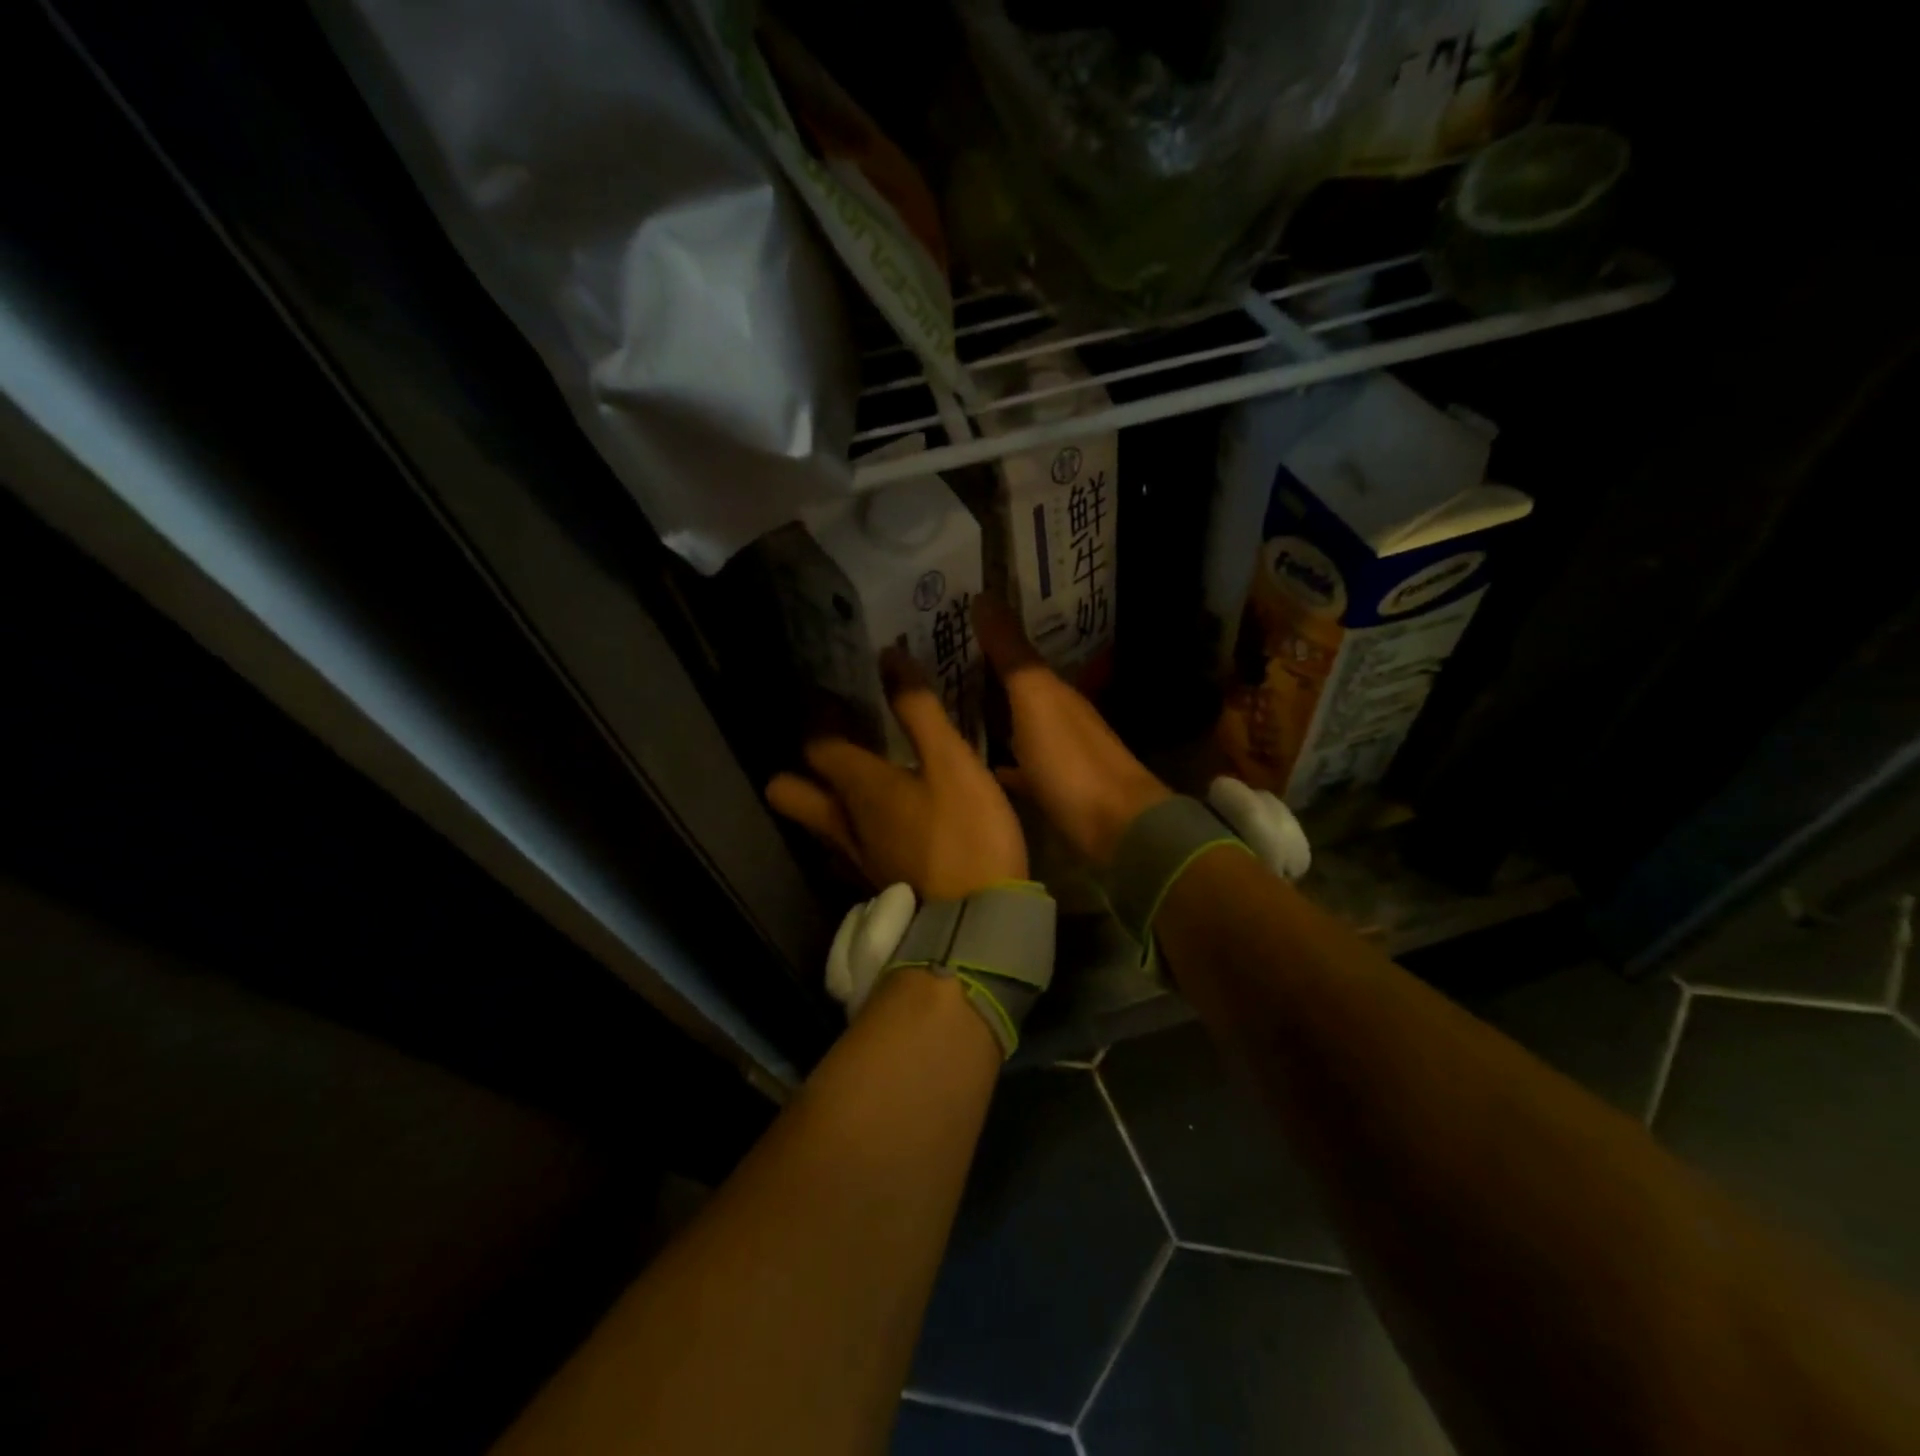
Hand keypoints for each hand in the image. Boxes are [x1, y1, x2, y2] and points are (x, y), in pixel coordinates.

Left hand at [766, 651, 1027, 900]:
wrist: (977, 924)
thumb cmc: (967, 833)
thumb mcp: (953, 762)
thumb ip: (919, 710)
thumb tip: (888, 657)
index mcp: (858, 786)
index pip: (816, 742)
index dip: (819, 715)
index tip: (833, 695)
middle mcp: (841, 822)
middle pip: (788, 791)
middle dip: (799, 767)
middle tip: (837, 746)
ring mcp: (853, 858)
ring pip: (815, 823)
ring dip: (824, 799)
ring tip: (860, 781)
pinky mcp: (873, 883)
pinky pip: (844, 849)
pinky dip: (853, 830)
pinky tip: (886, 826)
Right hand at [974, 596, 1170, 865]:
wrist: (1115, 829)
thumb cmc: (1071, 760)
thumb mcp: (1036, 699)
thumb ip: (1011, 654)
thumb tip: (984, 595)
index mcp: (1055, 690)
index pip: (1017, 653)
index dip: (987, 637)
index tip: (950, 624)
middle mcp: (1059, 716)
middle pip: (1017, 689)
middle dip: (984, 677)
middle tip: (935, 667)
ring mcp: (1059, 755)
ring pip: (1018, 727)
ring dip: (992, 717)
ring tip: (947, 711)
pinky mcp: (1055, 791)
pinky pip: (1021, 768)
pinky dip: (1002, 763)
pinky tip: (979, 767)